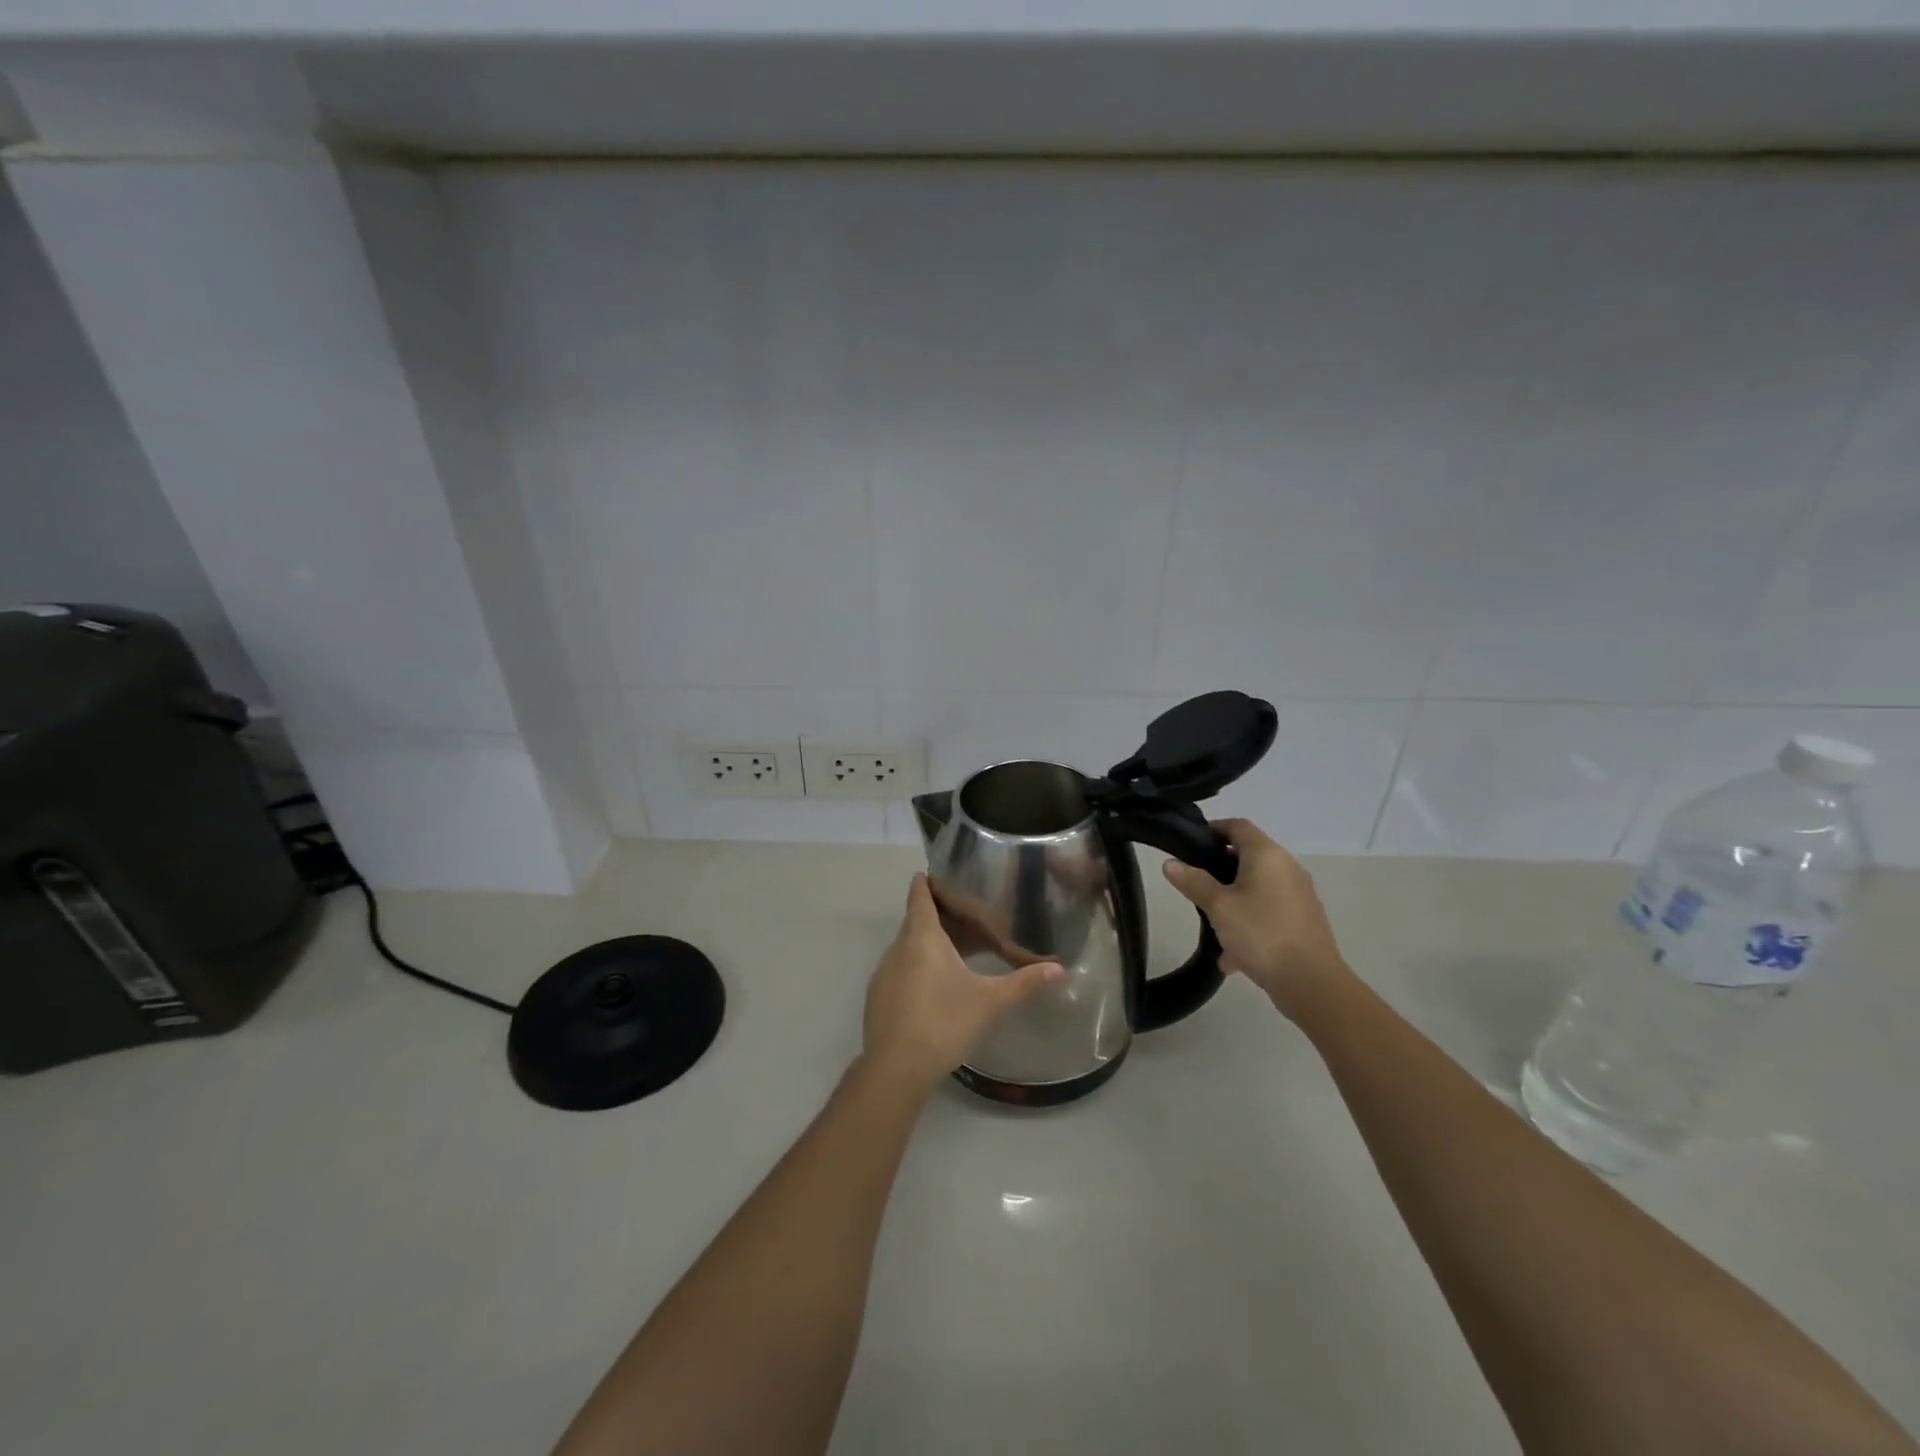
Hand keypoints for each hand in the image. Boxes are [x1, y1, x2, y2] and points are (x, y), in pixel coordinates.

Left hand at [863, 875, 1063, 1092]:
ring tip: (957, 953)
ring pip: (908, 947)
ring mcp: (883, 973)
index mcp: (922, 937)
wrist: (896, 1068)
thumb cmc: (945, 1023)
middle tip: (968, 919)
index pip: (920, 895)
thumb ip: (1024, 982)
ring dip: (929, 945)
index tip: (939, 874)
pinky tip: (935, 989)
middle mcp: (898, 948)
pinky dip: (916, 967)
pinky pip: (900, 969)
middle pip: (917, 921)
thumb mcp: (990, 1001)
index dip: (927, 882)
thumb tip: (1060, 969)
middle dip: (940, 917)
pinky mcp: (878, 997)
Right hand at [1161, 819, 1354, 1022]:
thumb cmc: (1261, 934)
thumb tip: (1170, 863)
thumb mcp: (1219, 907)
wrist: (1312, 983)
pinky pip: (1268, 912)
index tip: (1189, 846)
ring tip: (1211, 924)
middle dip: (1219, 870)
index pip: (1238, 826)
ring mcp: (1299, 895)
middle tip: (1194, 885)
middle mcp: (1287, 868)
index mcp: (1268, 855)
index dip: (1212, 830)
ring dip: (1233, 901)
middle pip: (1248, 856)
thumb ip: (1193, 882)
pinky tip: (1232, 955)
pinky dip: (1250, 923)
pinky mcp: (1303, 920)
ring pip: (1257, 887)